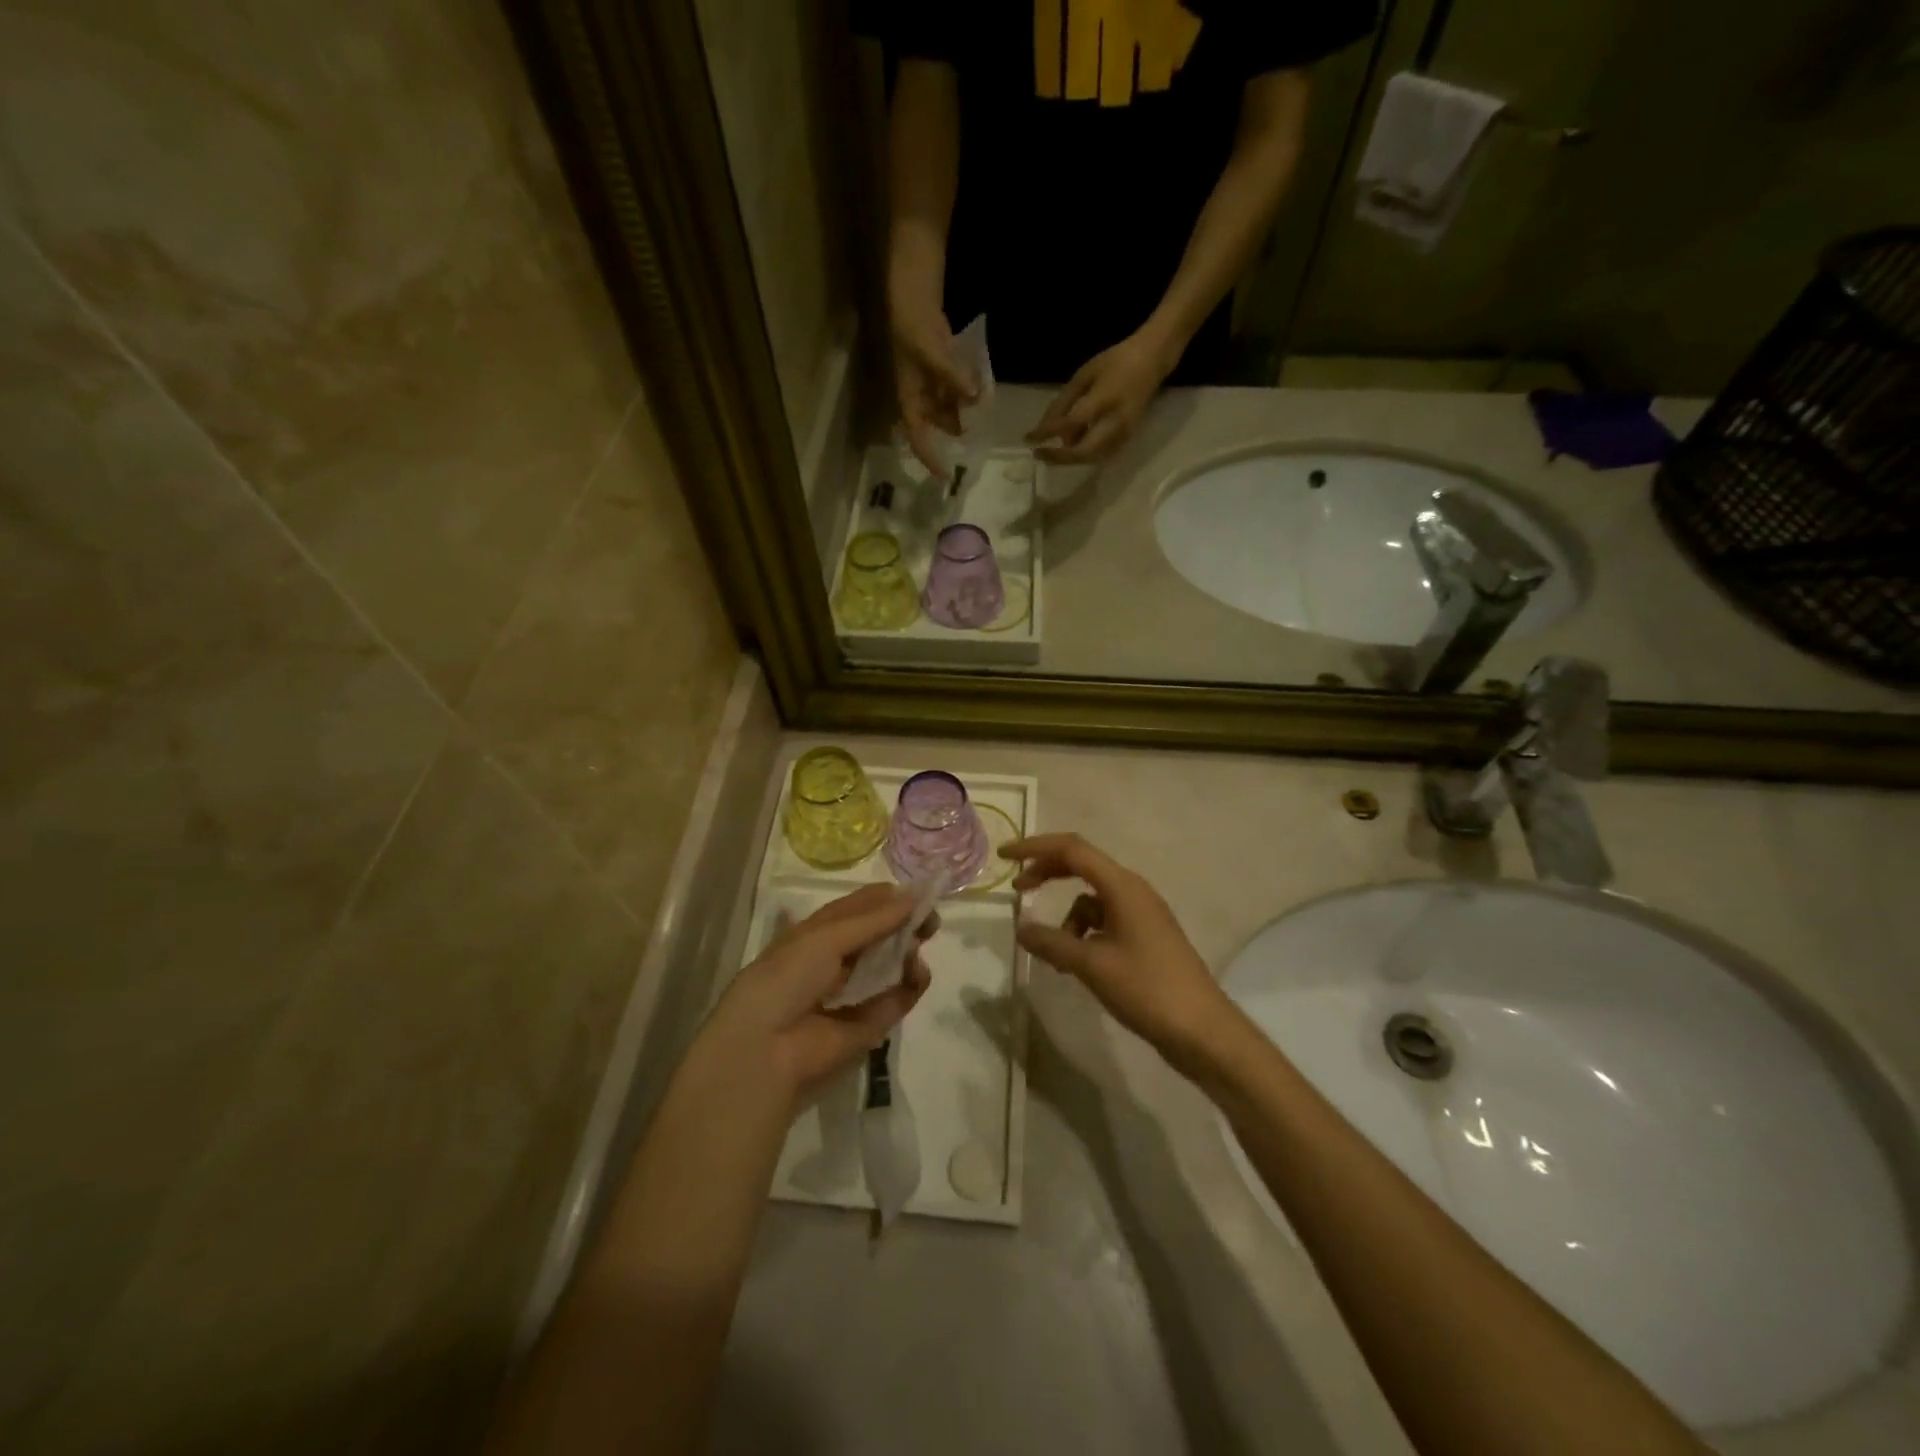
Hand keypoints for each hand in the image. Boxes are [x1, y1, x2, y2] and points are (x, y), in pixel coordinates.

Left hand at [695, 884, 935, 1113]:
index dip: (886, 899)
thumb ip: (875, 919)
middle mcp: (834, 962)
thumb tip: (914, 896)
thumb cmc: (788, 977)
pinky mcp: (869, 1027)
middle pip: (876, 937)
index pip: (856, 910)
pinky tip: (918, 972)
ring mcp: (853, 994)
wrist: (767, 1049)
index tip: (918, 892)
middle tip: (930, 919)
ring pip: (889, 966)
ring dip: (908, 952)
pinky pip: (896, 1000)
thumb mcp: (827, 937)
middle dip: (903, 924)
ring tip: (921, 941)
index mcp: (815, 935)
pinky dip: (911, 985)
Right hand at [891, 301, 977, 477]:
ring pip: (950, 410)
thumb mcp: (932, 352)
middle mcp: (921, 398)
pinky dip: (969, 394)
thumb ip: (952, 375)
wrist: (914, 300)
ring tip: (984, 411)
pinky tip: (982, 390)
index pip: (918, 437)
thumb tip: (973, 396)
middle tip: (979, 438)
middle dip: (957, 433)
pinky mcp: (943, 375)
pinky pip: (957, 392)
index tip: (946, 475)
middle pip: (939, 426)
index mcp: (910, 399)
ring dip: (966, 413)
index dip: (930, 458)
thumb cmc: (914, 327)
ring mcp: (932, 387)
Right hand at [1002, 833, 1232, 1069]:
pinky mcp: (1145, 936)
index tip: (1004, 857)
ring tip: (1056, 956)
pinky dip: (1083, 934)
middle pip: (1081, 866)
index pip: (1072, 849)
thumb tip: (1019, 928)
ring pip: (1091, 900)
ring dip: (1067, 919)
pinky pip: (1104, 921)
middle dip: (1047, 874)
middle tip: (1018, 890)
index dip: (1035, 848)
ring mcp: (1141, 913)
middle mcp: (1132, 890)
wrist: (1202, 1030)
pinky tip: (1076, 965)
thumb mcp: (1091, 965)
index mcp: (1122, 886)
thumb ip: (1051, 942)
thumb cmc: (1147, 989)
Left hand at [1026, 329, 1180, 465]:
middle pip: (1083, 452)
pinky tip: (1072, 445)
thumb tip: (1045, 427)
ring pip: (1091, 458)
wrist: (1152, 361)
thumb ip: (1064, 402)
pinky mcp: (1127, 439)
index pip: (1071, 423)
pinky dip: (1082, 455)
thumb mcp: (1084, 374)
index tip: (1029, 438)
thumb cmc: (1115, 362)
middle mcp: (1115, 422)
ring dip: (1069, 458)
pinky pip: (1100, 455)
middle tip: (1038, 454)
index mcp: (1104, 399)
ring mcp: (1124, 433)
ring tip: (1052, 449)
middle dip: (1058, 457)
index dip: (1048, 433)